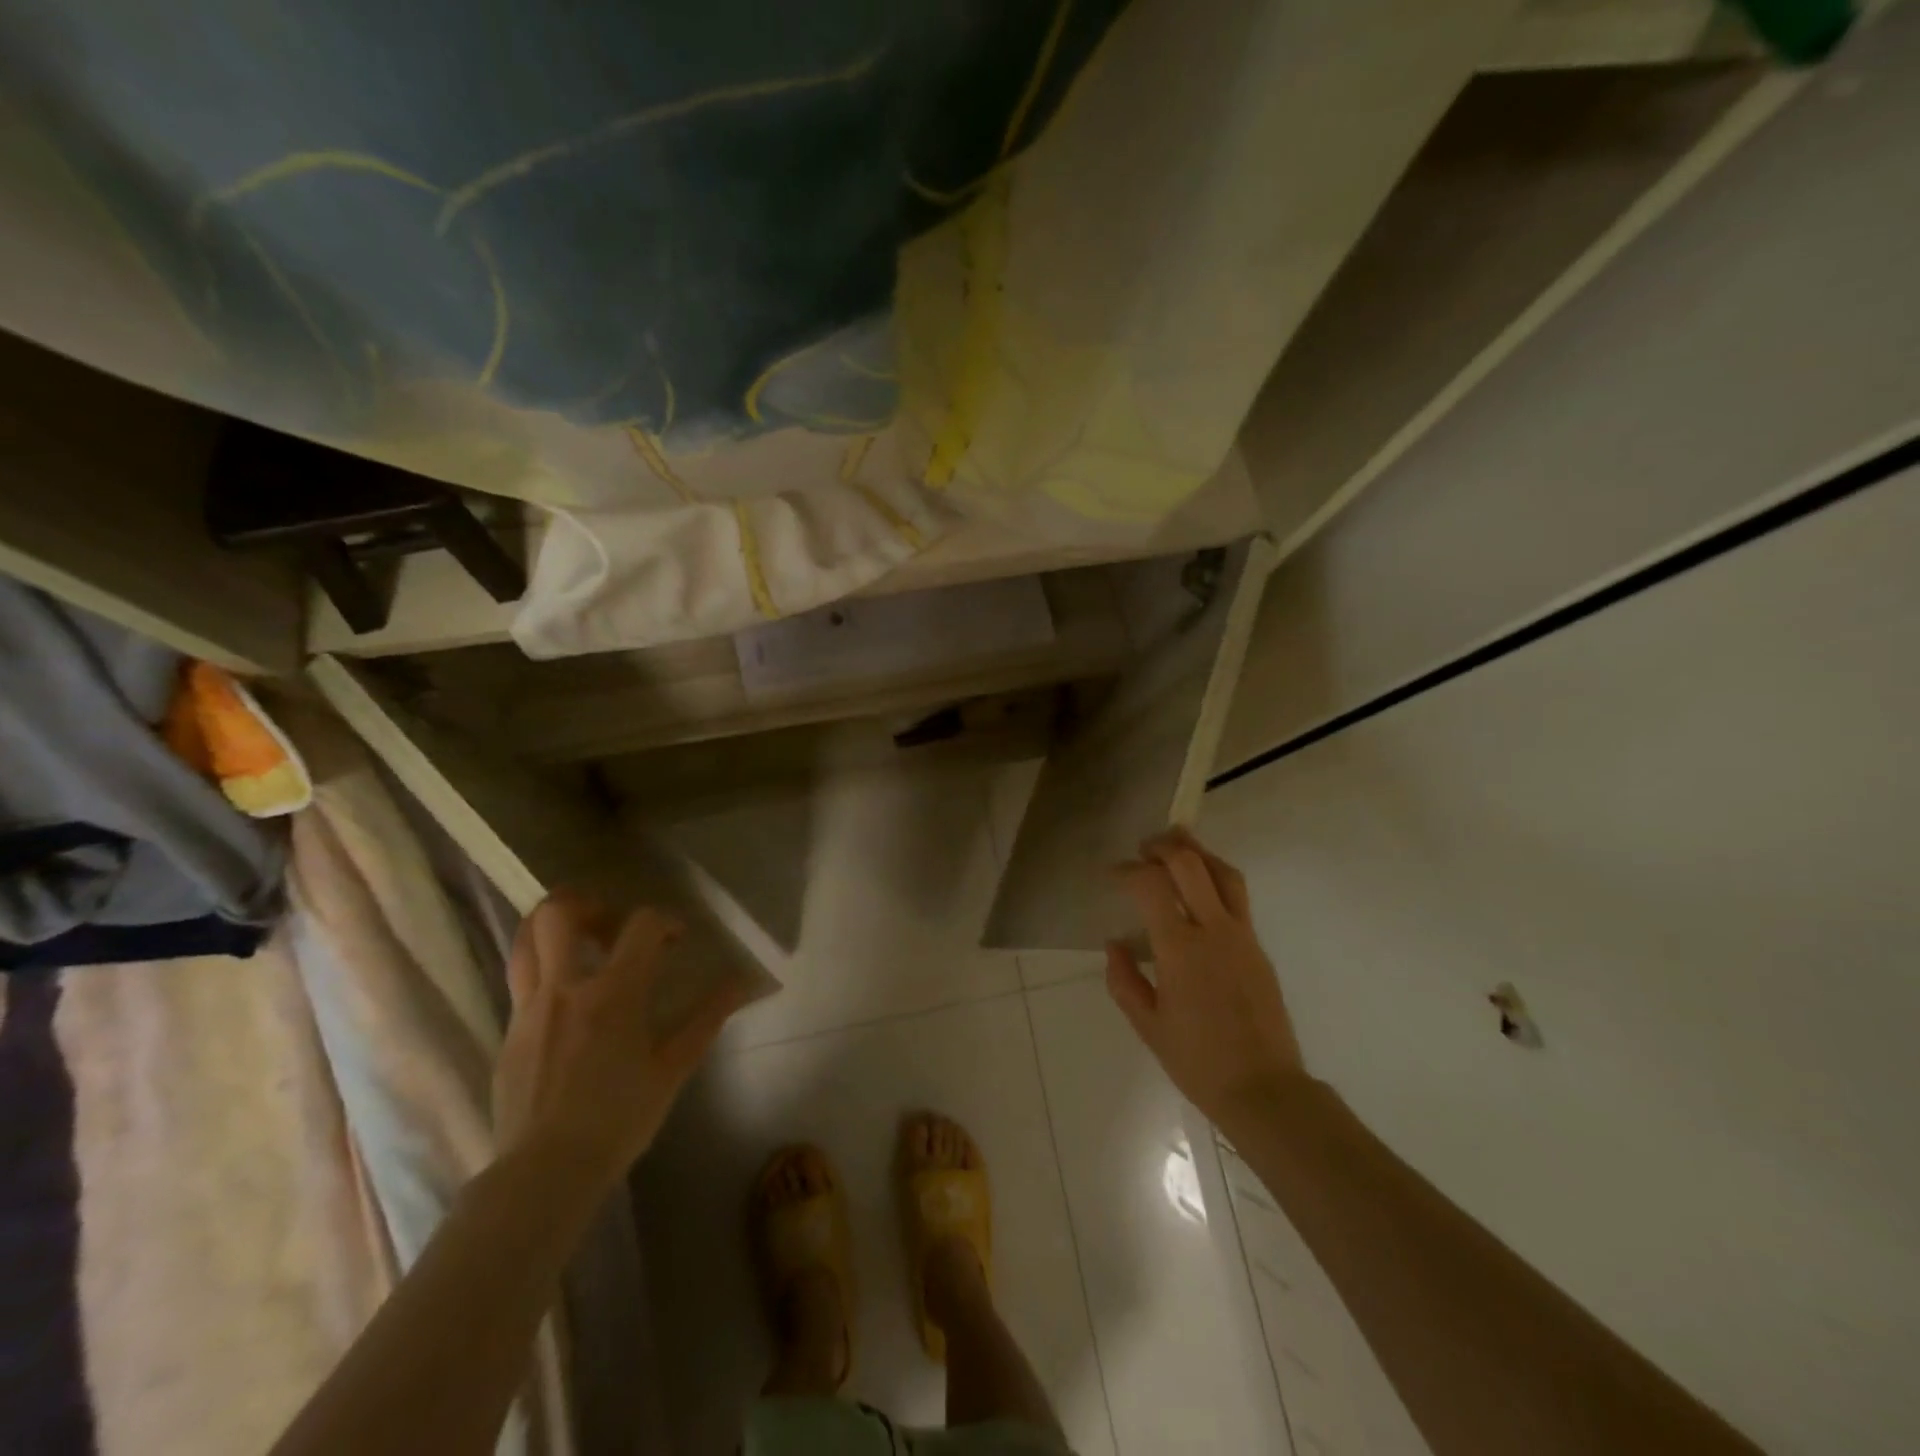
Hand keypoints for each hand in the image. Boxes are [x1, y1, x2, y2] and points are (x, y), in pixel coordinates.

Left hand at [493, 891, 745, 1186]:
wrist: (545, 1173)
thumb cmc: (619, 1119)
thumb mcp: (673, 1069)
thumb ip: (708, 1018)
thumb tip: (745, 982)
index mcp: (614, 994)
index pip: (641, 925)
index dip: (665, 920)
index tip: (677, 939)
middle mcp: (566, 988)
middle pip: (559, 914)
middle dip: (586, 902)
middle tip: (609, 921)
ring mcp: (529, 1008)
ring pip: (526, 940)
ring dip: (551, 927)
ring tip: (577, 938)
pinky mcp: (508, 1032)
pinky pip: (520, 979)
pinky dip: (542, 967)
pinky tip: (565, 995)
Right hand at [1106, 829, 1304, 1128]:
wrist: (1264, 1089)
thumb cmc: (1197, 1062)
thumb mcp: (1147, 1025)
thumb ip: (1124, 980)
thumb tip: (1114, 944)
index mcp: (1181, 949)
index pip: (1151, 885)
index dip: (1128, 871)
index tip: (1112, 874)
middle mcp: (1214, 931)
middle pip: (1191, 864)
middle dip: (1163, 846)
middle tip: (1143, 848)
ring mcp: (1242, 936)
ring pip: (1223, 873)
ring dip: (1197, 853)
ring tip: (1176, 847)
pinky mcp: (1258, 947)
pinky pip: (1237, 896)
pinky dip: (1214, 877)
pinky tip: (1199, 889)